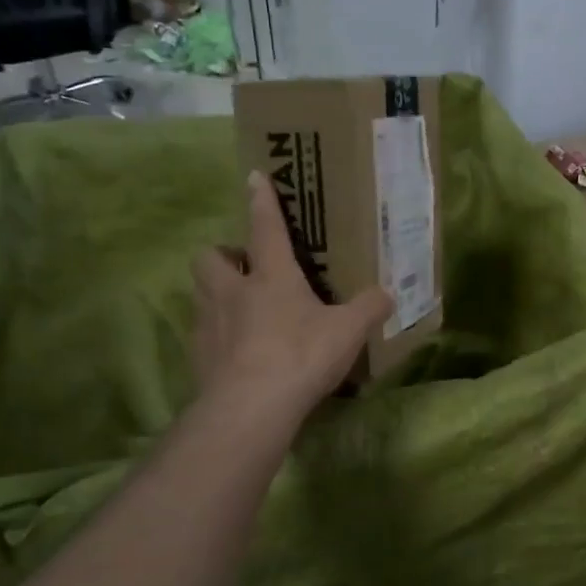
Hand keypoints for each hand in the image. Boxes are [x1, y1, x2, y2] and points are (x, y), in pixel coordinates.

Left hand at [189, 170, 392, 437]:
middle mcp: (233, 291)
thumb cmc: (300, 355)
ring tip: (241, 308)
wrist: (250, 408)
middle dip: (224, 254)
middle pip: (210, 256)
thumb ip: (369, 307)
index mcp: (271, 276)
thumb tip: (388, 294)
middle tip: (246, 267)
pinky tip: (237, 351)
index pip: (265, 226)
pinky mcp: (197, 357)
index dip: (261, 200)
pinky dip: (216, 334)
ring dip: (217, 292)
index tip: (253, 177)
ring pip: (199, 292)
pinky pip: (202, 333)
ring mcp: (209, 324)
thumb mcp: (348, 331)